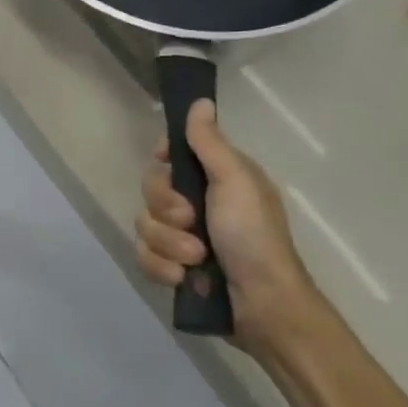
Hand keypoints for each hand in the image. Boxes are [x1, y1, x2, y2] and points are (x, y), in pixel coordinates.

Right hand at [135, 100, 320, 350]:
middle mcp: (197, 203)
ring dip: (167, 244)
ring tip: (195, 259)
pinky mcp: (172, 266)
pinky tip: (183, 278)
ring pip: (144, 225)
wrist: (262, 306)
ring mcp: (182, 236)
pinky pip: (144, 256)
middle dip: (166, 210)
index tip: (166, 164)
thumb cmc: (254, 237)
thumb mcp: (234, 182)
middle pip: (151, 189)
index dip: (163, 159)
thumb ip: (209, 143)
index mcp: (216, 178)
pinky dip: (161, 268)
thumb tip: (200, 101)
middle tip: (192, 222)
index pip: (171, 153)